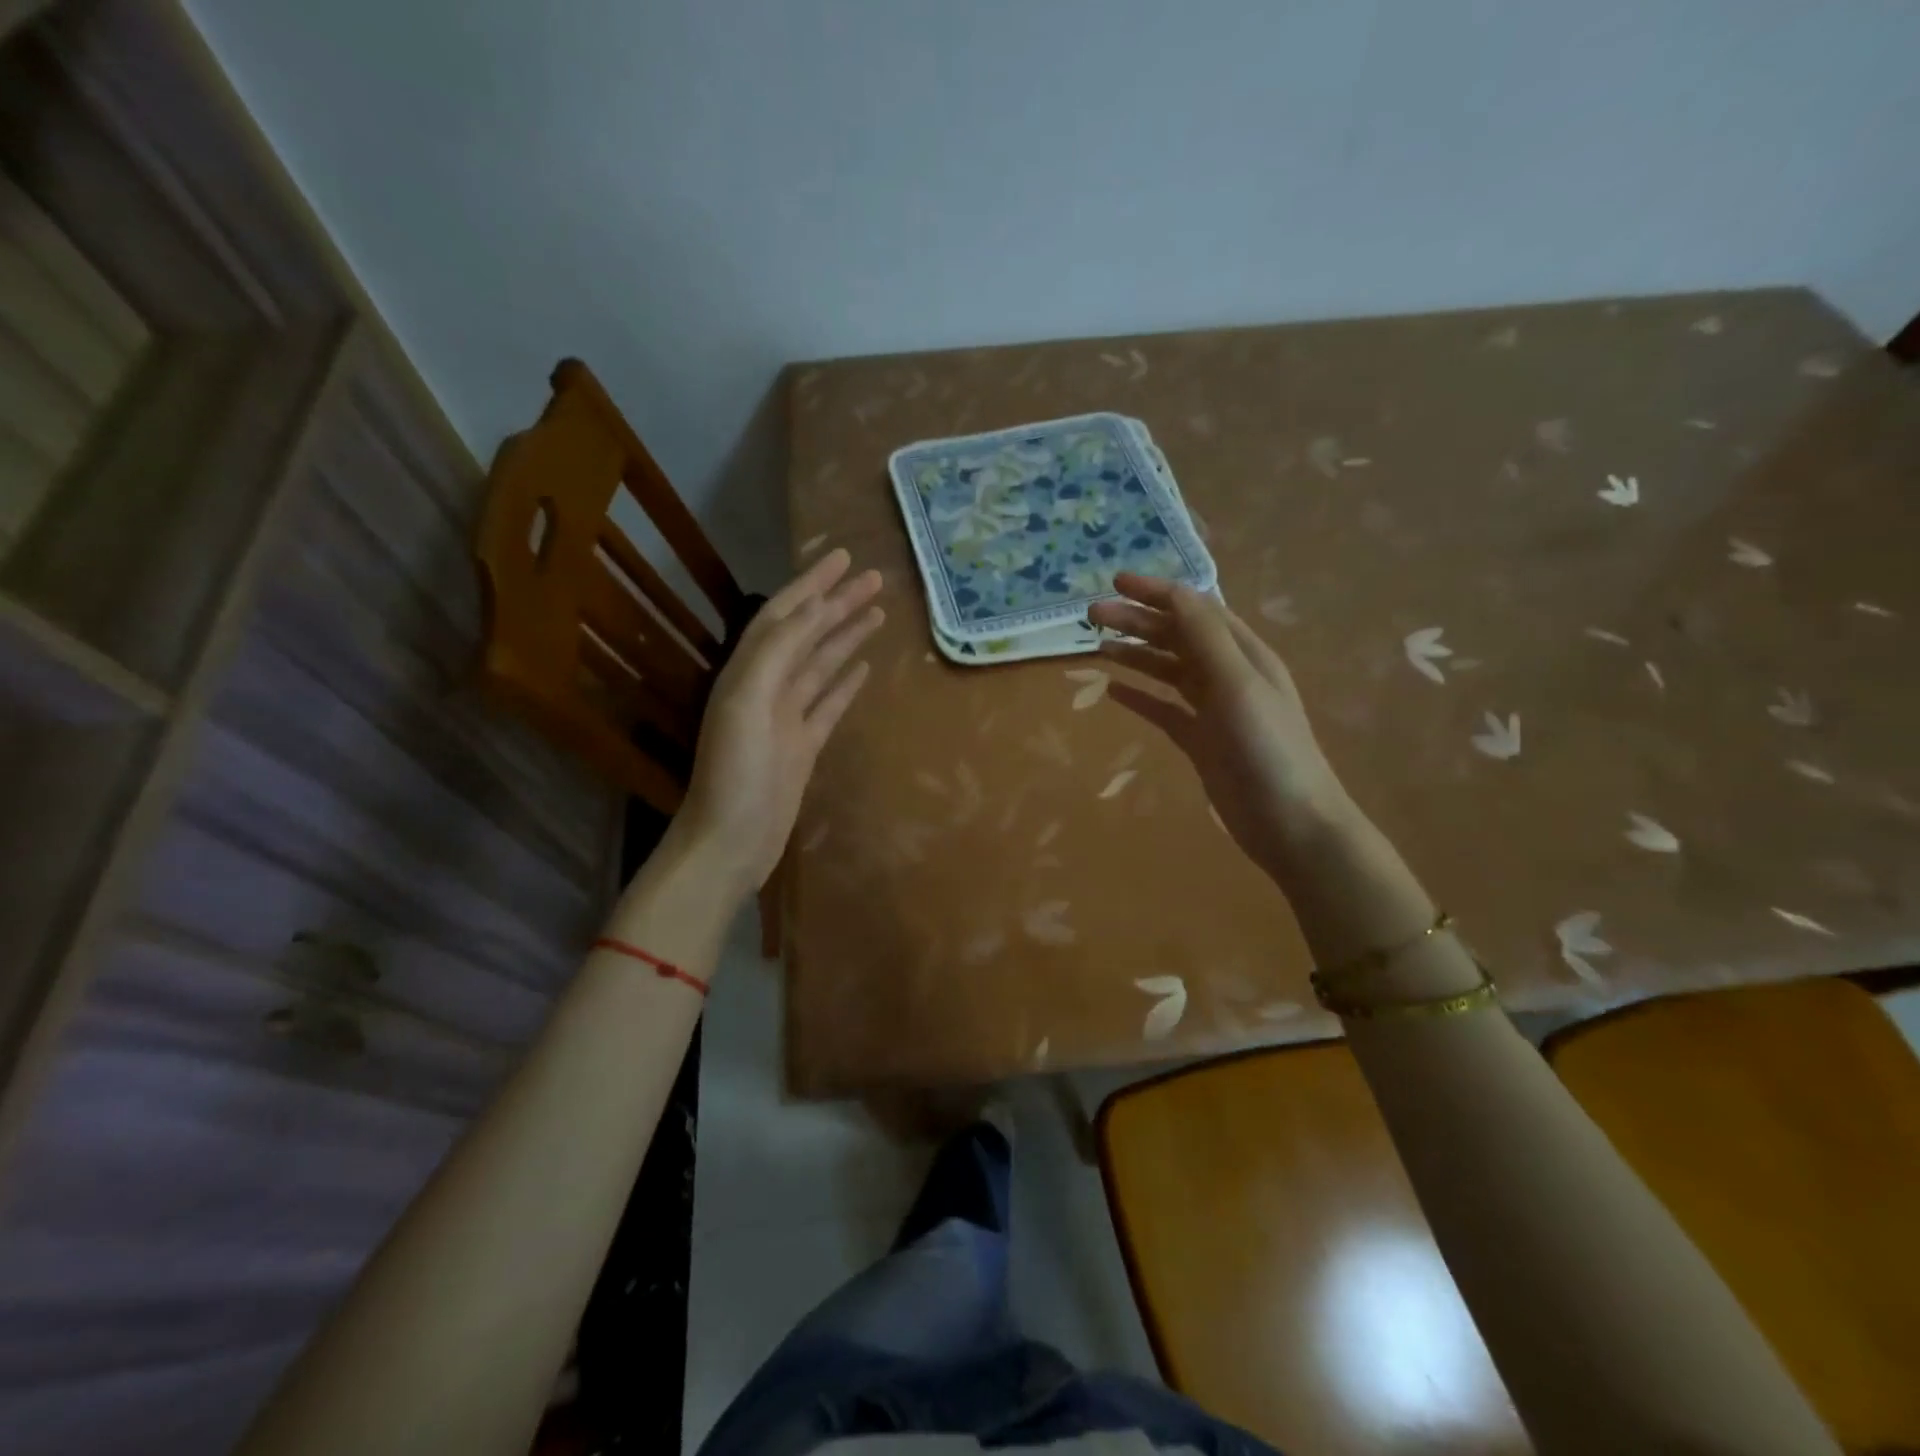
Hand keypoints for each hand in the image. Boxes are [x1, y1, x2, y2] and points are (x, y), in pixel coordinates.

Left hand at [671, 549, 882, 897]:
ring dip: (846, 636)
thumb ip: (776, 654)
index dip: (812, 585)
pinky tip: (864, 666)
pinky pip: (829, 704)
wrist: (732, 841)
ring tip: (878, 612)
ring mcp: (787, 718)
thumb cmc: (736, 773)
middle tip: (875, 579)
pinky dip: (846, 682)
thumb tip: (810, 610)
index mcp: (748, 672)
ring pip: (821, 665)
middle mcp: (766, 687)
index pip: (783, 615)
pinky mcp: (804, 746)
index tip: (843, 558)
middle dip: (838, 604)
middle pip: (808, 635)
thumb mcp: (747, 704)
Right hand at [1089, 573, 1354, 882]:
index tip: (1115, 582)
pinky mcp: (1200, 741)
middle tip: (1091, 615)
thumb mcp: (1238, 684)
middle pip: (1176, 636)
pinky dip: (1139, 696)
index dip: (1157, 592)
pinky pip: (1163, 709)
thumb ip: (1205, 637)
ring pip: (1167, 670)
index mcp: (1244, 653)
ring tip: (1096, 646)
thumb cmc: (1268, 748)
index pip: (1195, 608)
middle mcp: (1228, 674)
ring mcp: (1213, 710)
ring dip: (1134, 655)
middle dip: (1136, 621)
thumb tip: (1174, 592)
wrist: (1291, 822)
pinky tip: (1113, 691)